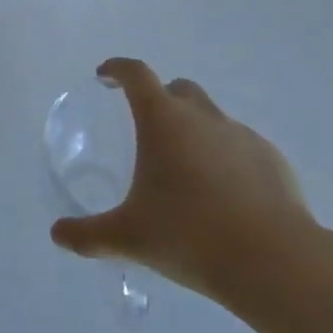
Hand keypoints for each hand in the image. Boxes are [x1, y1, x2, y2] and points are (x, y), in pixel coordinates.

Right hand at [50, 58, 316, 307]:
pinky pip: (242, 148)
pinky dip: (229, 160)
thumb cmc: (191, 236)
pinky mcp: (273, 160)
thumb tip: (57, 234)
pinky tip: (229, 197)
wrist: (275, 263)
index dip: (117, 69)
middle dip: (161, 99)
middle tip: (150, 131)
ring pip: (212, 118)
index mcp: (163, 119)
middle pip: (178, 89)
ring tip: (191, 174)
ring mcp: (241, 135)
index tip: (105, 77)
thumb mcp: (130, 237)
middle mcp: (201, 115)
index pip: (135, 74)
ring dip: (197, 132)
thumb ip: (89, 234)